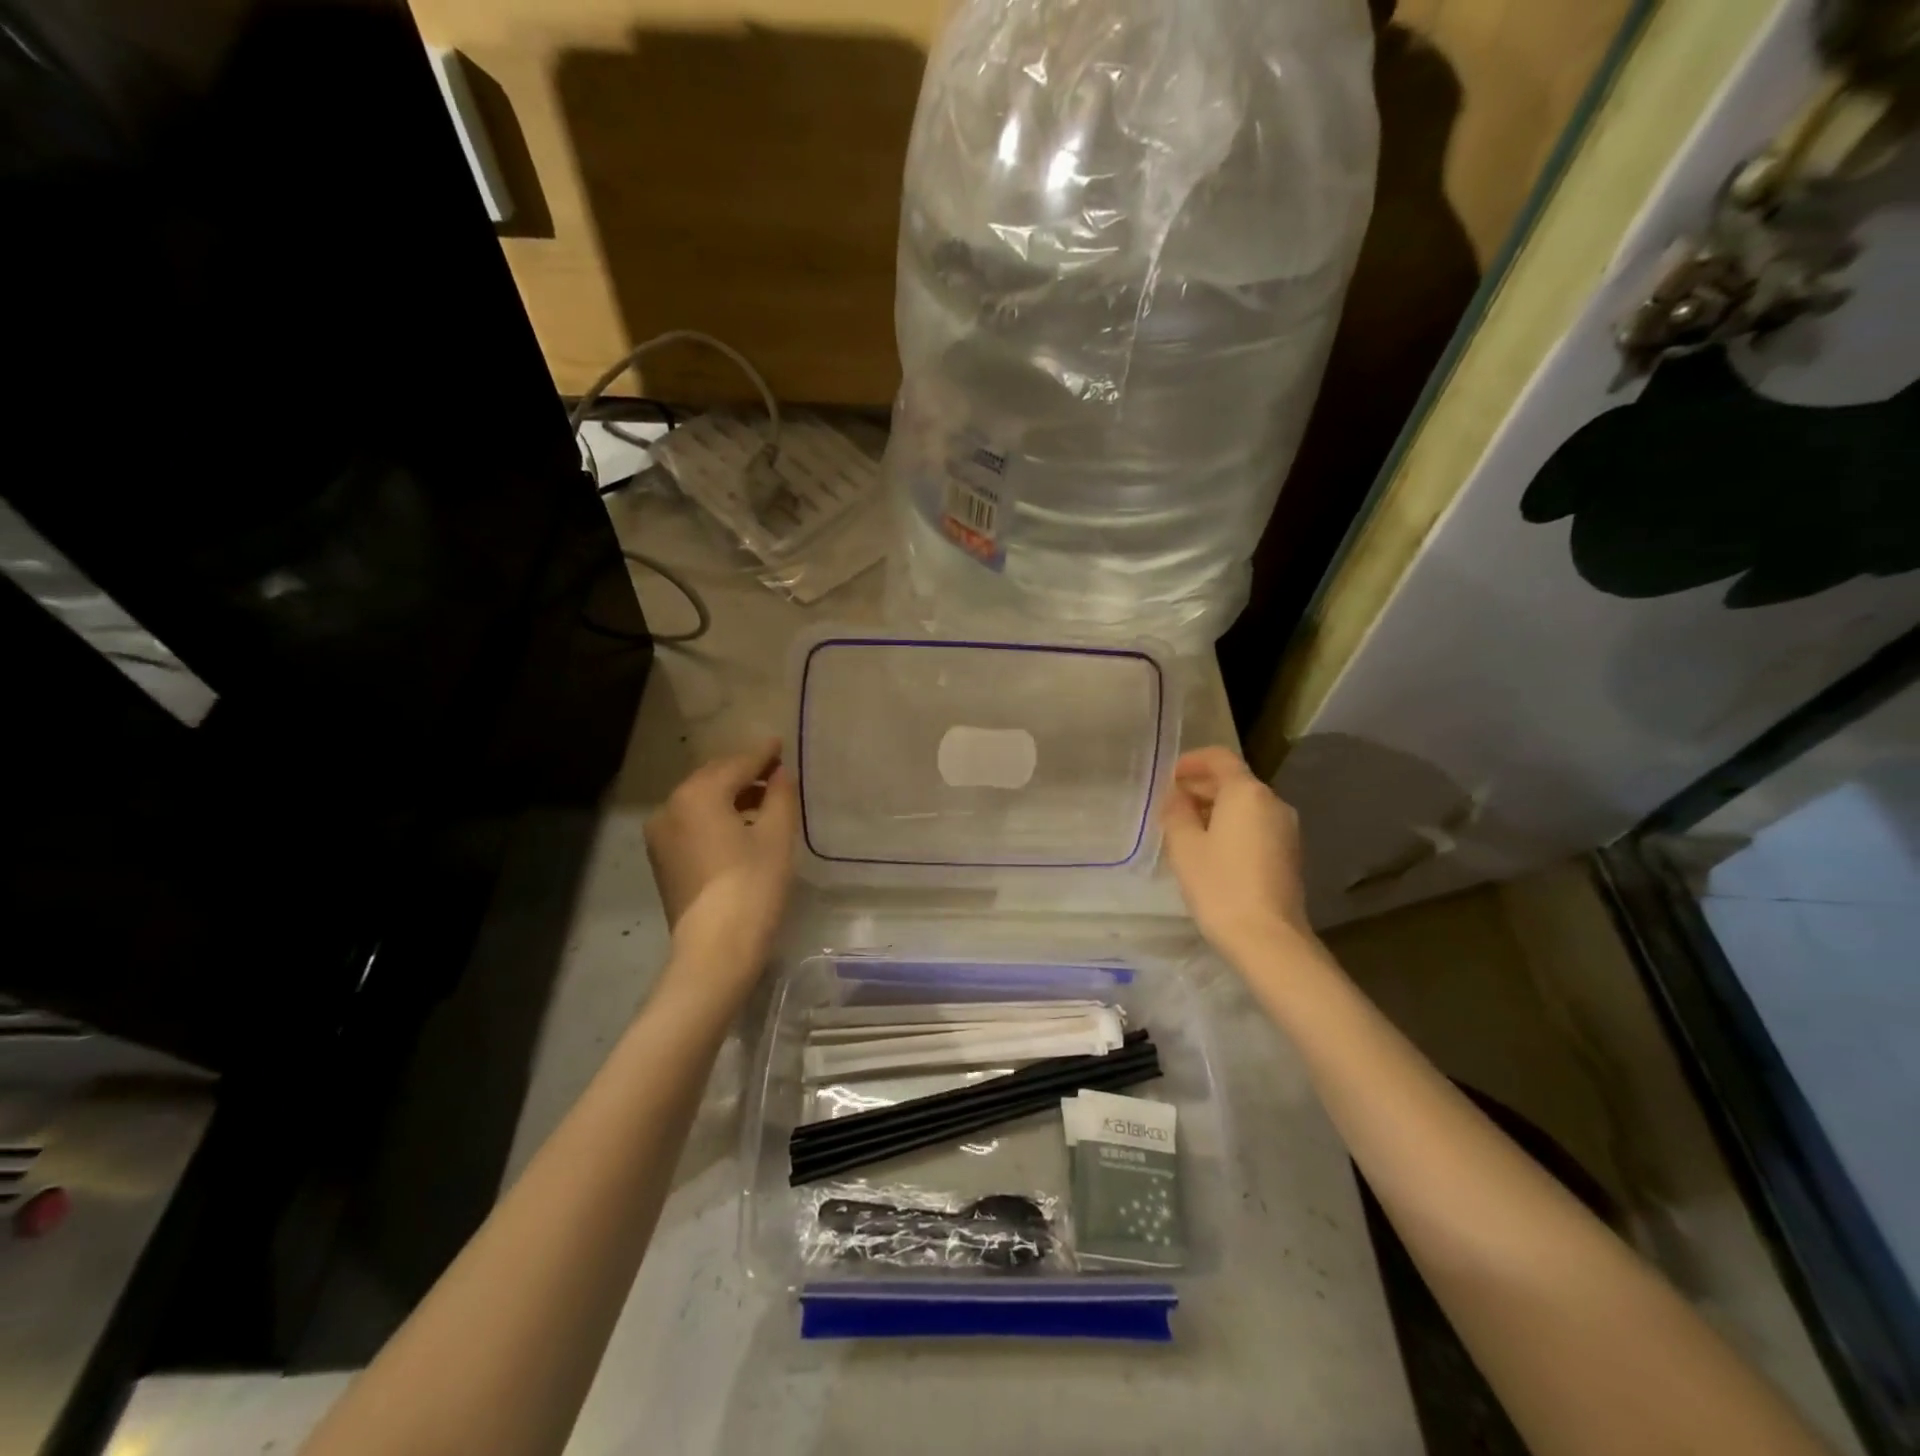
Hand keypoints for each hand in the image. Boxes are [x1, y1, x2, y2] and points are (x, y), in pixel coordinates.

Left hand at [644, 740, 797, 1004]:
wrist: (715, 949)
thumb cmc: (753, 886)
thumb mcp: (777, 836)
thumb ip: (780, 796)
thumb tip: (779, 774)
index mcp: (697, 794)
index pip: (737, 764)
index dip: (762, 754)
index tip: (780, 744)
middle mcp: (670, 807)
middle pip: (713, 778)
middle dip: (743, 772)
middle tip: (774, 770)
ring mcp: (661, 835)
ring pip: (700, 801)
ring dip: (730, 795)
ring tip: (763, 799)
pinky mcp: (662, 859)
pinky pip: (692, 823)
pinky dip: (715, 816)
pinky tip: (740, 825)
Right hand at [1162, 747, 1312, 963]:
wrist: (1268, 938)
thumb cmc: (1220, 885)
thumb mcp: (1184, 846)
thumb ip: (1176, 812)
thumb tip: (1176, 796)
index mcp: (1247, 793)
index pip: (1219, 758)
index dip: (1191, 761)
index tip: (1169, 777)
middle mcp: (1273, 802)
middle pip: (1234, 780)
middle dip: (1201, 787)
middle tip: (1170, 805)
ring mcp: (1286, 829)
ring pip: (1245, 805)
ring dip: (1215, 808)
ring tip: (1185, 829)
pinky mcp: (1289, 853)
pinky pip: (1255, 825)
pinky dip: (1231, 826)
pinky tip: (1210, 849)